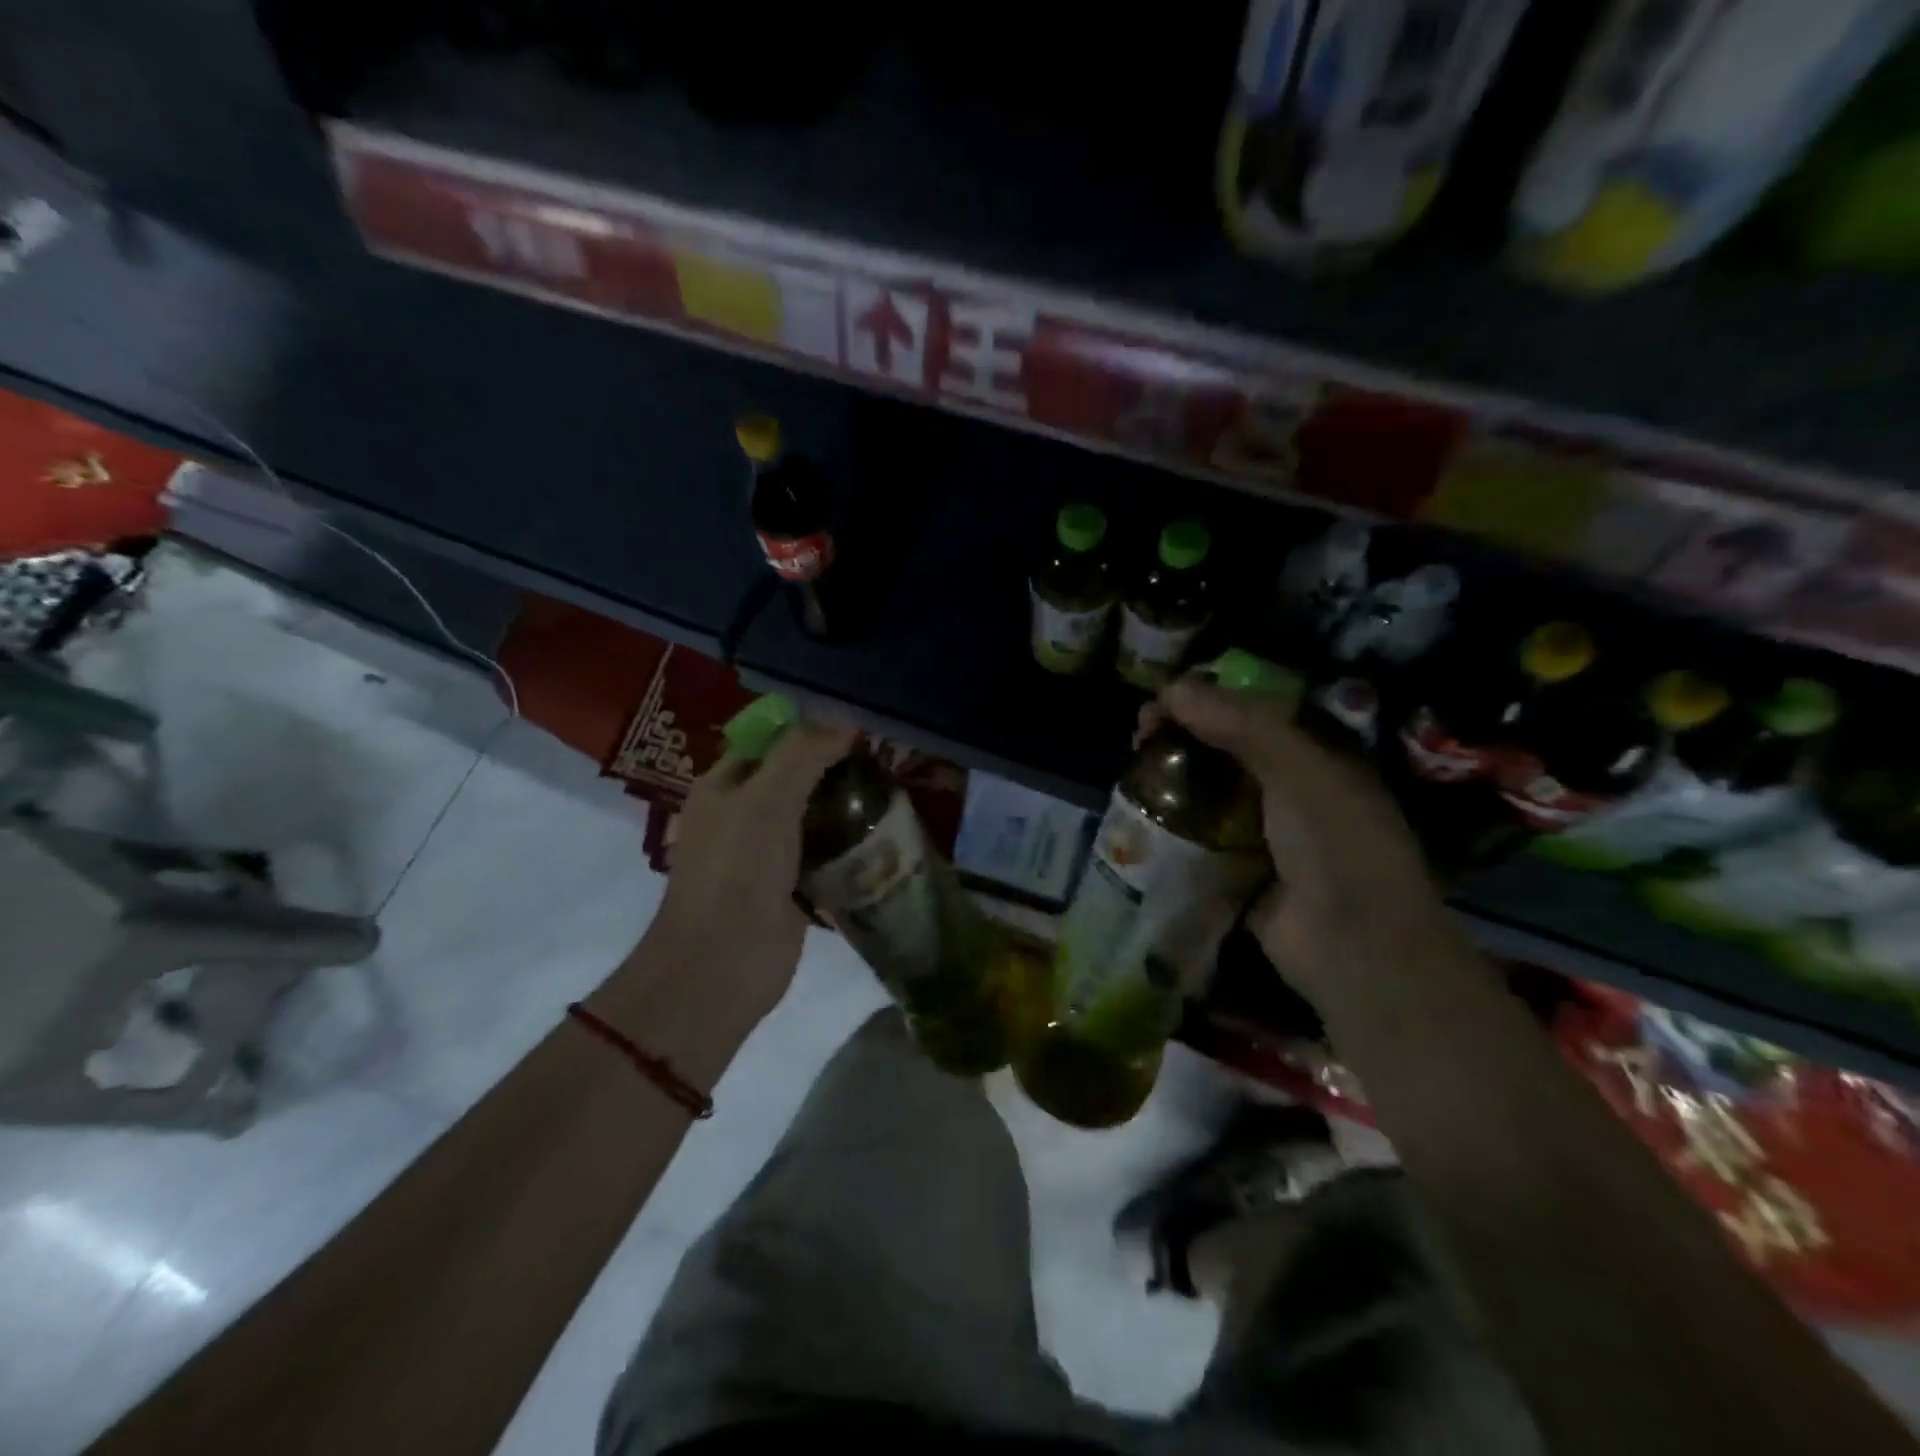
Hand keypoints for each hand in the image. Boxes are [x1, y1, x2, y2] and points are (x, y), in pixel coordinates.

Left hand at [652, 718, 857, 1018]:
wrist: (722, 965)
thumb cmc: (737, 871)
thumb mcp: (766, 799)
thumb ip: (803, 755)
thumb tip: (846, 723)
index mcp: (723, 787)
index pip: (769, 742)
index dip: (808, 730)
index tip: (856, 729)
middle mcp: (743, 816)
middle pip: (795, 779)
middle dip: (835, 769)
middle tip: (884, 760)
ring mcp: (768, 855)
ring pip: (814, 818)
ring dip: (847, 809)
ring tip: (893, 793)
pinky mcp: (791, 889)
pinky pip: (825, 857)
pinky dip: (850, 848)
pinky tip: (885, 839)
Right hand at [1161, 678, 1470, 998]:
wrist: (1353, 947)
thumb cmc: (1336, 843)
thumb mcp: (1297, 768)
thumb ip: (1239, 724)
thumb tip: (1173, 688)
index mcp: (1318, 756)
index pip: (1255, 710)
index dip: (1209, 698)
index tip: (1163, 701)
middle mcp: (1293, 789)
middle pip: (1226, 749)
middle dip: (1182, 737)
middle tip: (1139, 737)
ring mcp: (1267, 833)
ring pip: (1210, 793)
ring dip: (1173, 781)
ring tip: (1132, 776)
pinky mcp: (1241, 871)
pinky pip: (1201, 838)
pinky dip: (1174, 827)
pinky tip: (1141, 818)